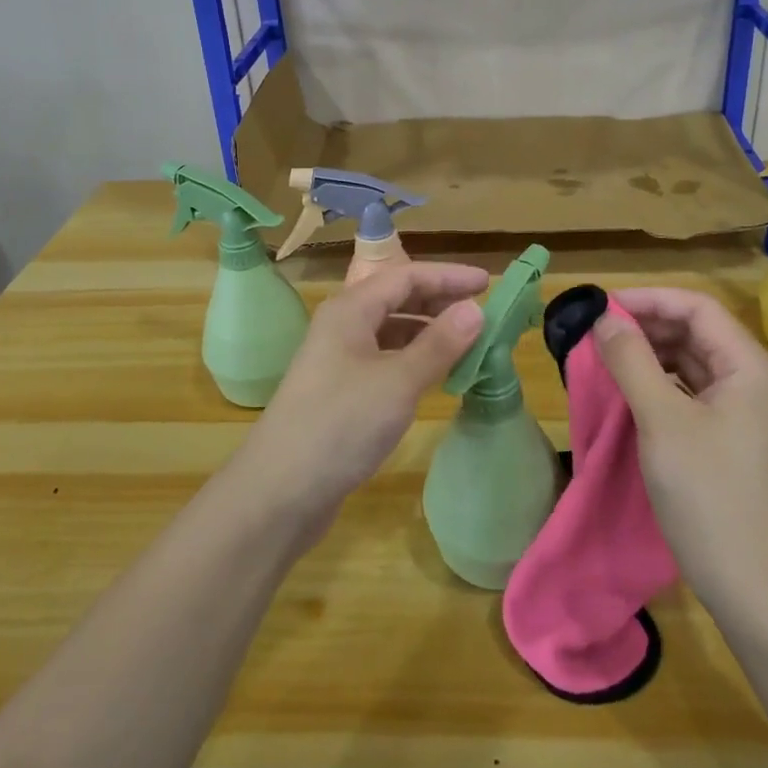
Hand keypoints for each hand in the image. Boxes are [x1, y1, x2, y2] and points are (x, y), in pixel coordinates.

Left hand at [231, 262, 487, 540]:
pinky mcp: (340, 392)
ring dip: (428, 332)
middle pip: (396, 299)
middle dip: (438, 301)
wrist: (279, 492)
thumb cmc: (341, 425)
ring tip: (465, 345)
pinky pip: (384, 360)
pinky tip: (434, 377)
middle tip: (480, 313)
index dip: (448, 276)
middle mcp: (342, 326)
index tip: (488, 283)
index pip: (406, 276)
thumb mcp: (398, 381)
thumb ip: (439, 344)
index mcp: (350, 310)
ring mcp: (338, 360)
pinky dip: (413, 360)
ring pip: (390, 331)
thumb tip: (474, 310)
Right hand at [592, 287, 767, 609]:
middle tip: (597, 333)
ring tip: (607, 357)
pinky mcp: (734, 438)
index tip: (602, 307)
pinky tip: (631, 391)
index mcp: (750, 367)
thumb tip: (604, 318)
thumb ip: (631, 360)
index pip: (697, 308)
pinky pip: (694, 392)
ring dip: (651, 354)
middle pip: (697, 332)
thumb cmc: (706, 492)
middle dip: (647, 326)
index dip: (649, 300)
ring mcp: (747, 412)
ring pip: (694, 362)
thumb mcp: (661, 419)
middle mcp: (755, 380)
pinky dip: (661, 383)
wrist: (750, 582)